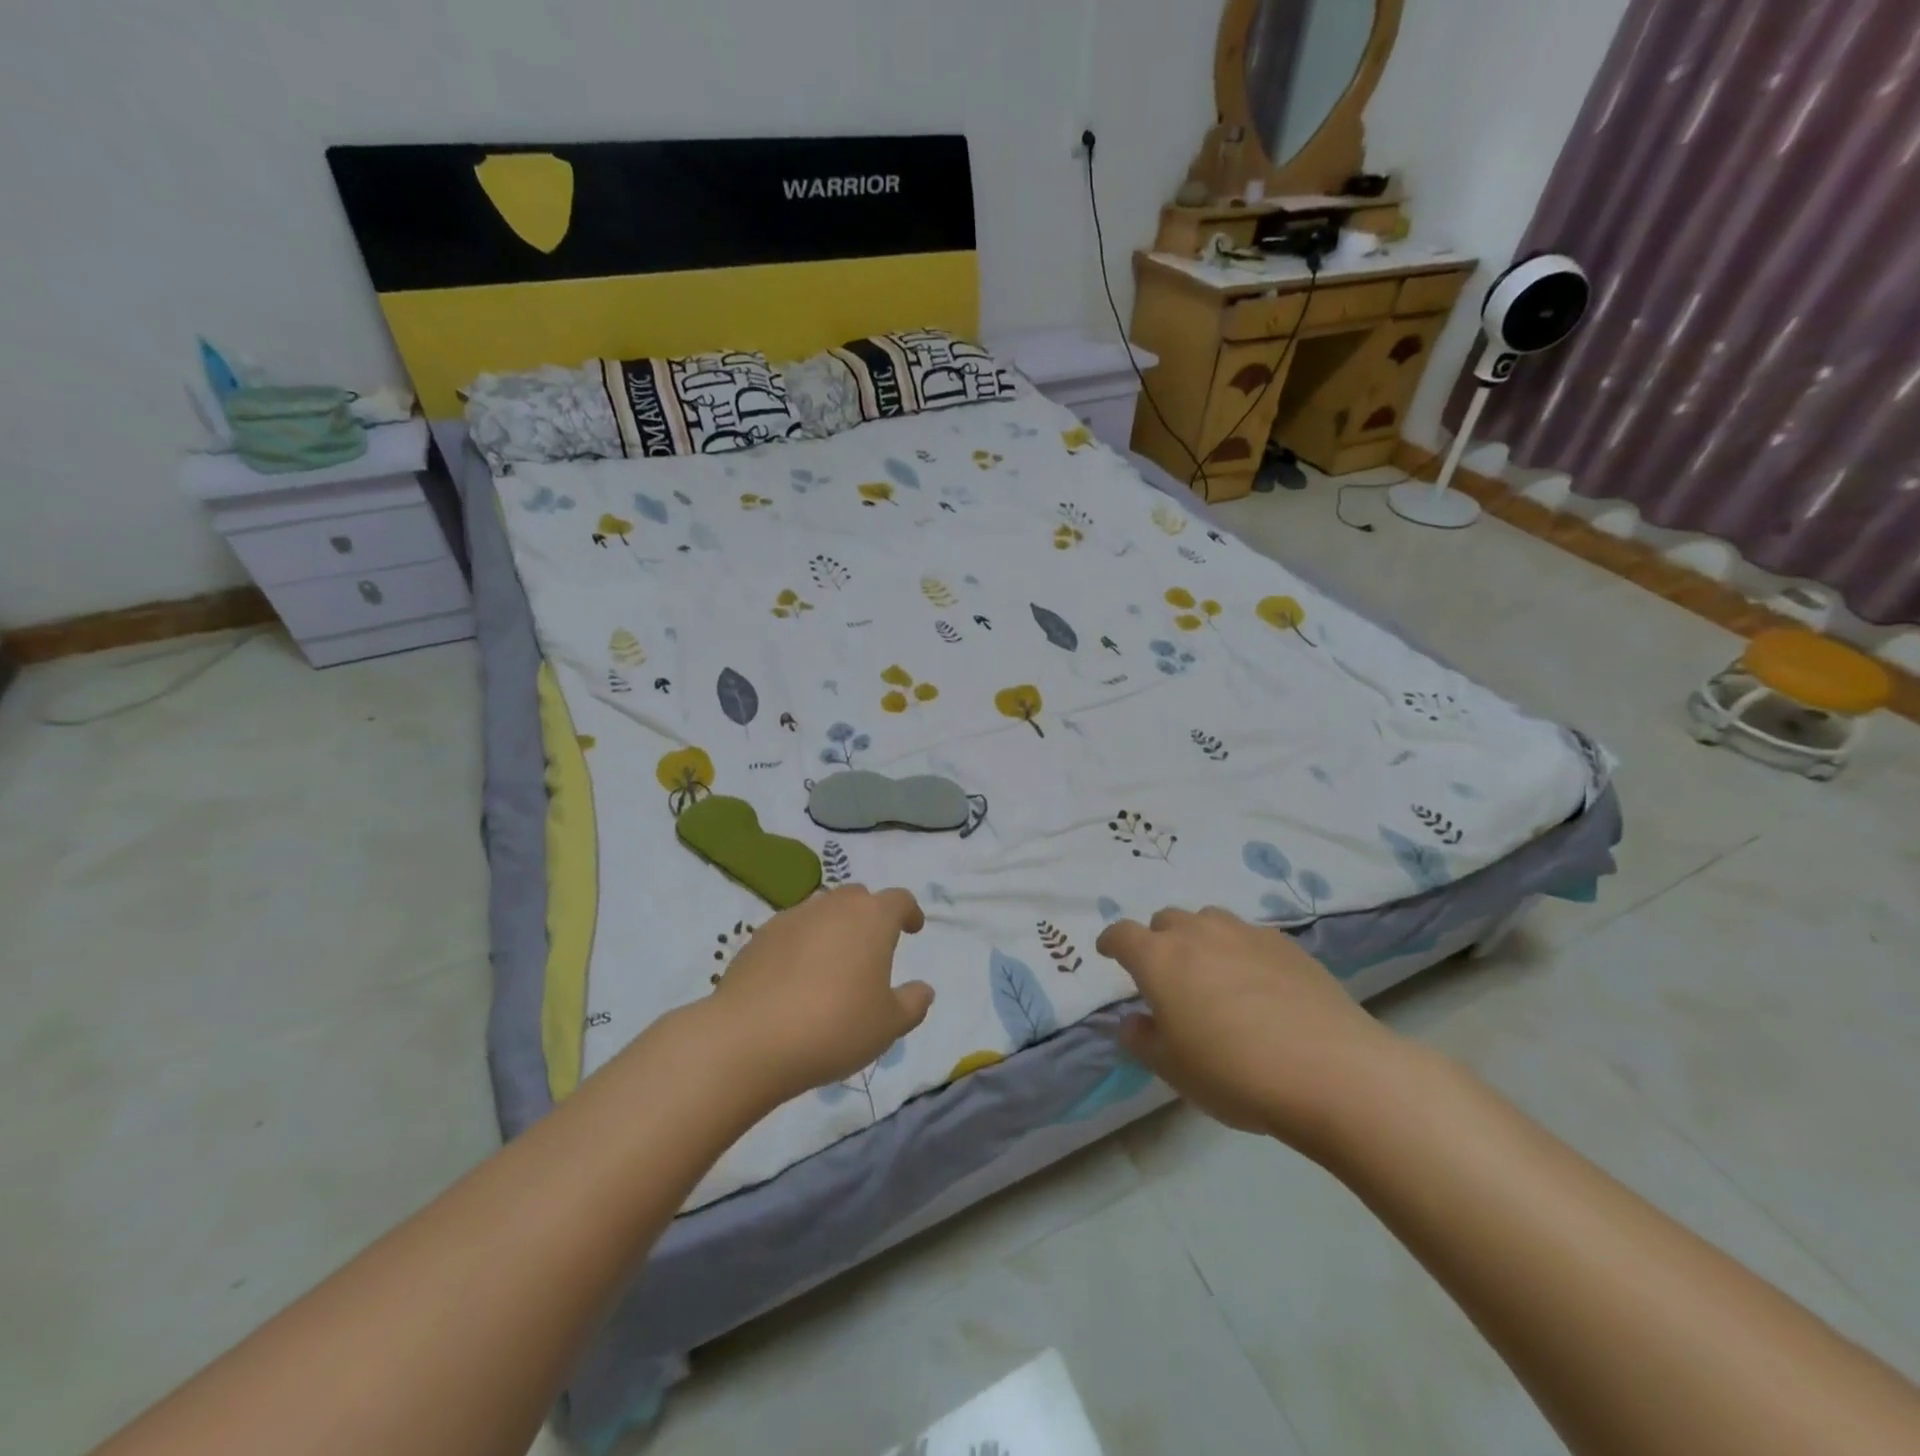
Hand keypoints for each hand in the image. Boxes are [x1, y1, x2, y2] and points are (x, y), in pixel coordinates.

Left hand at [709, 885, 933, 1103]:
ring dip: (834, 927)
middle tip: (873, 946)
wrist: (749, 1039)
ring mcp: (792, 918)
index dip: (909, 912)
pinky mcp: (759, 937)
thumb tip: (923, 989)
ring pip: (822, 911)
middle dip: (869, 914)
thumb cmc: (834, 1027)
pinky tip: (797, 977)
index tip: (913, 928)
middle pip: (858, 897)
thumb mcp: (888, 1025)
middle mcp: (832, 907)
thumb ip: (912, 1004)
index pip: (898, 899)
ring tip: (834, 963)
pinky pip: (791, 930)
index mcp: (872, 919)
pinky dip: (802, 944)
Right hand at [1095, 907, 1404, 1156]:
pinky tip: (1258, 984)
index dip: (1111, 942)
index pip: (1122, 935)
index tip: (1109, 953)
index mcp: (1159, 958)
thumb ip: (1142, 1040)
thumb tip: (1132, 1021)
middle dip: (1158, 941)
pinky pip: (1249, 936)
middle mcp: (1197, 933)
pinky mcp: (1286, 944)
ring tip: (1212, 974)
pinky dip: (1240, 951)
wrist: (1331, 1071)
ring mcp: (1245, 933)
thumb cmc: (1234, 1073)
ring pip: (1209, 921)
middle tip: (1167, 976)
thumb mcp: (1173, 1069)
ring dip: (1199, 939)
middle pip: (1166, 921)